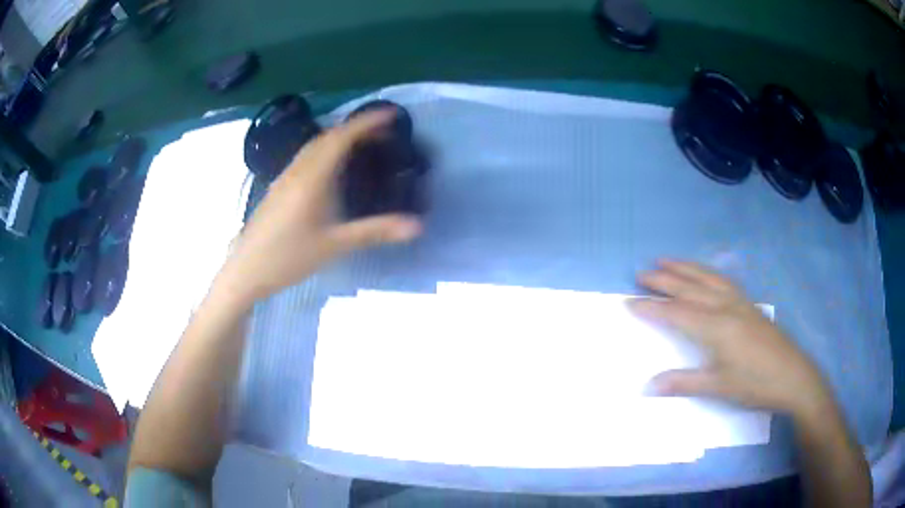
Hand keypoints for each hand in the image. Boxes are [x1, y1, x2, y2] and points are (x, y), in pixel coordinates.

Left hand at [219, 110, 421, 302]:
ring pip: (314, 146)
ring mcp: (285, 177)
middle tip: (382, 133)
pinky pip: (305, 157)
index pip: (341, 138)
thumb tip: (417, 226)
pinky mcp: (278, 187)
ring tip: (362, 145)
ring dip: (339, 138)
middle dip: (355, 128)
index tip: (390, 114)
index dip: (366, 122)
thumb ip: (375, 231)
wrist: (246, 269)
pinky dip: (325, 151)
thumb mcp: (334, 245)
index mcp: (312, 177)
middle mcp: (298, 170)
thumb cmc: (288, 256)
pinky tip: (332, 169)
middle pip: (327, 137)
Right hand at [629, 260, 829, 416]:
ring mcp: (739, 302)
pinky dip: (705, 272)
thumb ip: (682, 383)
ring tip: (665, 260)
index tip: (629, 302)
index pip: (676, 313)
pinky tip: (703, 274)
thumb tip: (647, 386)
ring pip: (706, 278)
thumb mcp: (718, 388)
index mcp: (716, 327)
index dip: (652, 307)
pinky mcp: (749, 304)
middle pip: (689, 287)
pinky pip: (722, 280)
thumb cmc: (755, 384)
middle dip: (664, 279)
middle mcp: (725, 306)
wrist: (793, 376)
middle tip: (641, 273)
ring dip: (684, 268)